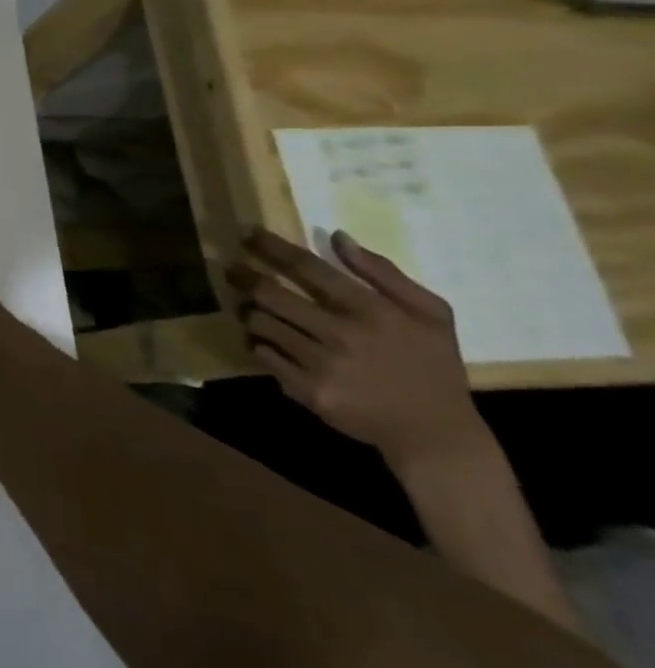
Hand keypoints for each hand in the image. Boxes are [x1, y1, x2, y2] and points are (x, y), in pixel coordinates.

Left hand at [227, 229, 483, 468]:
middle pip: (270, 294)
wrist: (435, 433)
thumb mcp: (430, 314)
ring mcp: (322, 364)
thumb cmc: (432, 365)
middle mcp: (343, 335)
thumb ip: (383, 273)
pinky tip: (264, 340)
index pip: (307, 268)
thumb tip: (337, 237)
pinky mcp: (306, 389)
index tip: (246, 233)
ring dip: (248, 311)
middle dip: (243, 277)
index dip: (271, 247)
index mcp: (373, 311)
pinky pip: (263, 354)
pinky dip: (257, 343)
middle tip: (231, 269)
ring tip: (249, 307)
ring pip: (260, 323)